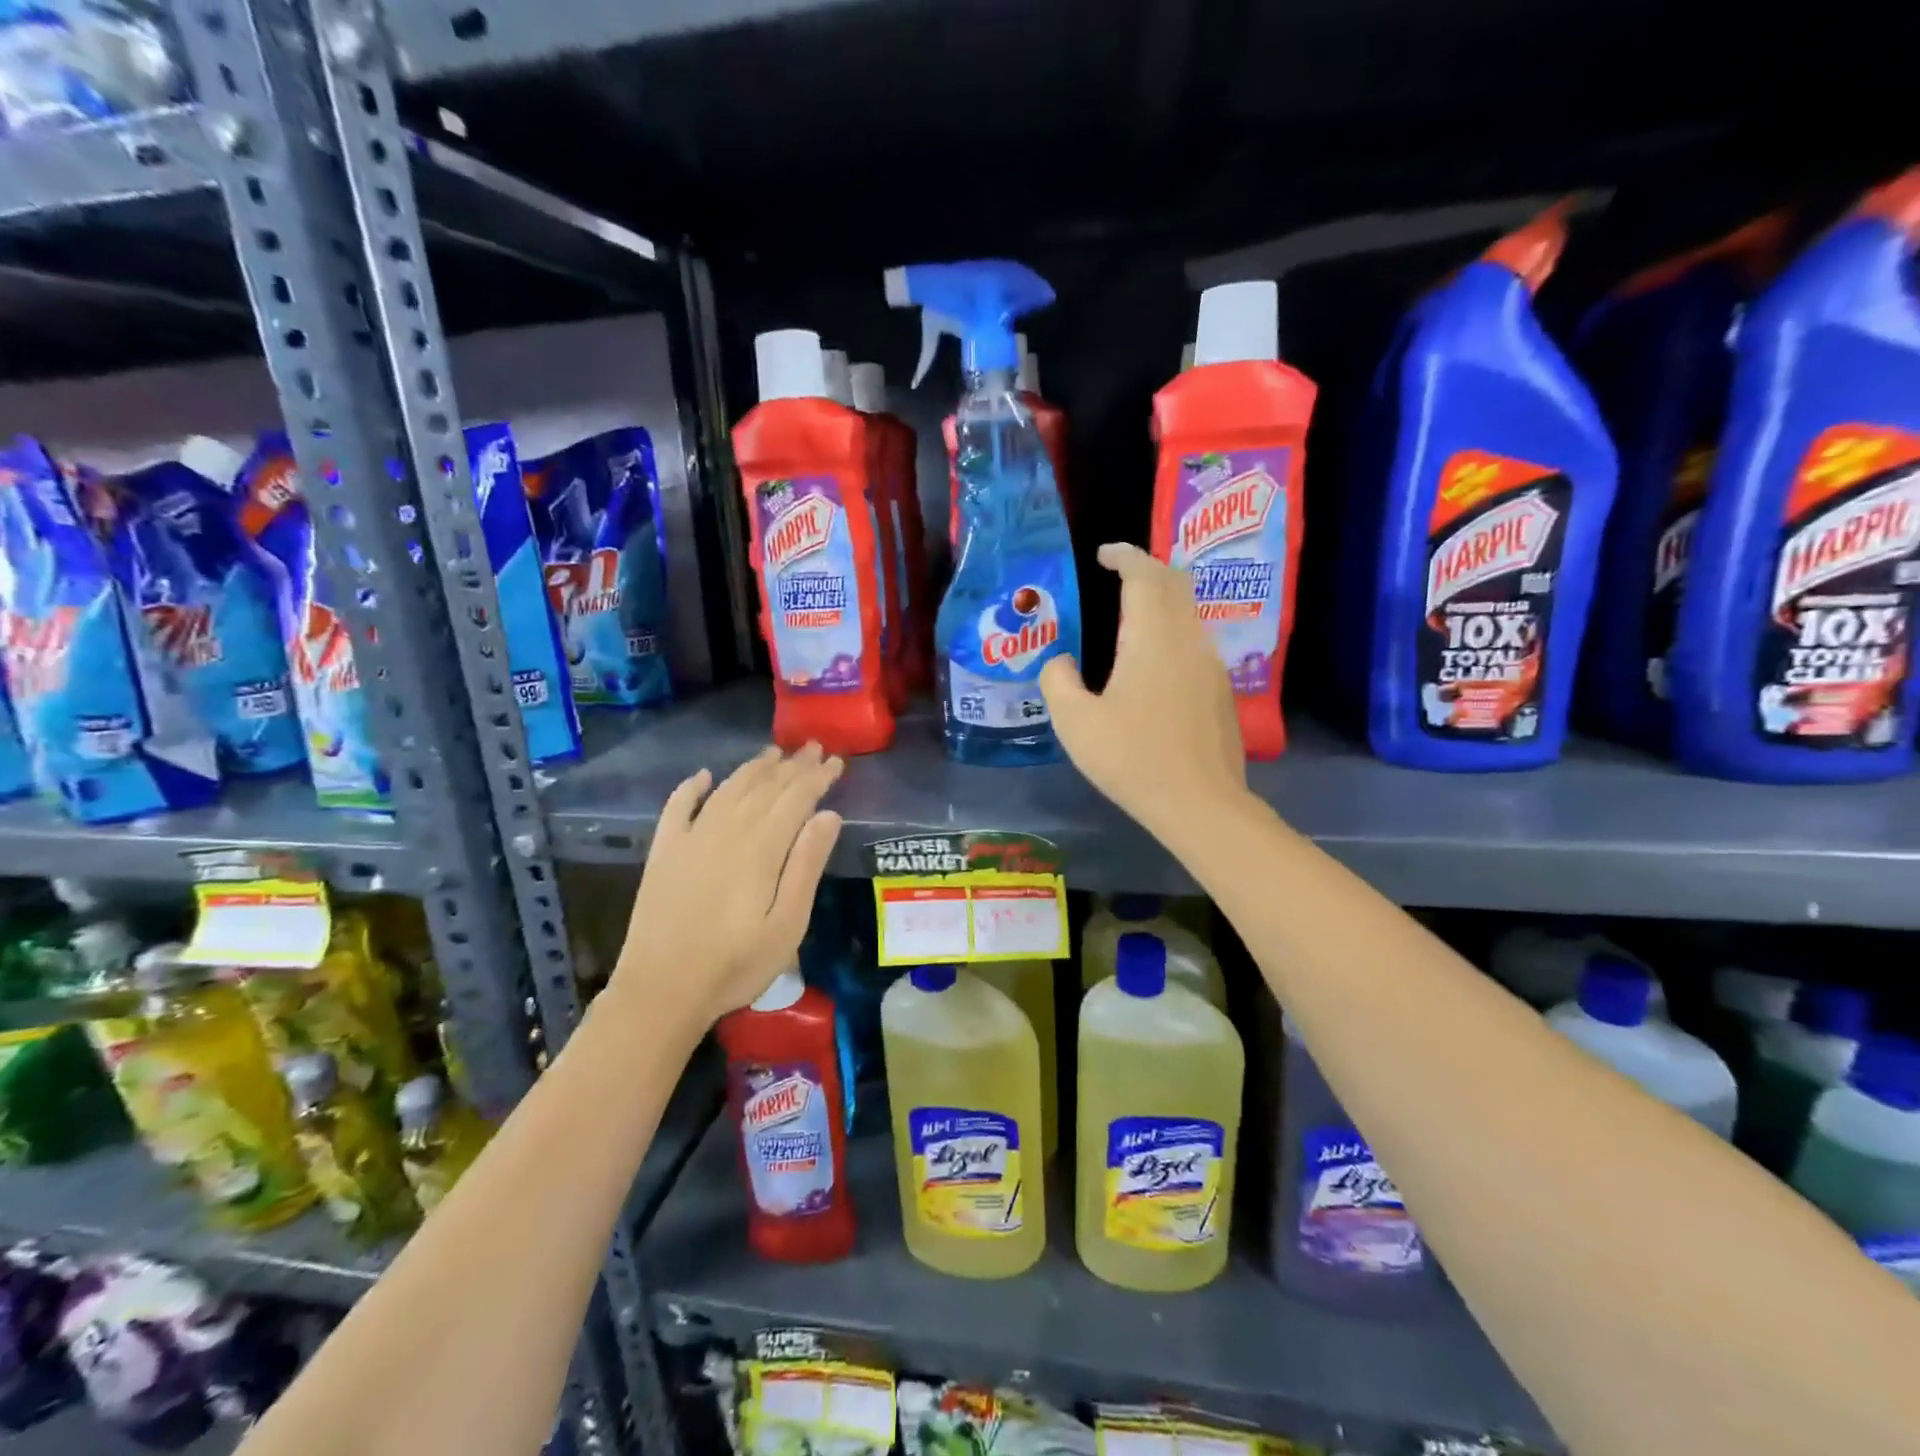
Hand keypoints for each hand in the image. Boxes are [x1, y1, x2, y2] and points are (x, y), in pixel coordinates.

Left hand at [612, 744, 844, 1032]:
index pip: (796, 798)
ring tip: (772, 753)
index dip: (817, 777)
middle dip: (791, 766)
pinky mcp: (663, 853)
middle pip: (764, 787)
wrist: (660, 992)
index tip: (835, 761)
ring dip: (752, 768)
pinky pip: (677, 807)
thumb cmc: (736, 965)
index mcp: (760, 848)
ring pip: (727, 789)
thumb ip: (807, 865)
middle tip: (812, 747)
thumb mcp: (788, 924)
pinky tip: (703, 776)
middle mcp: (725, 831)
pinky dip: (691, 787)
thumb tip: (828, 815)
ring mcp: (690, 839)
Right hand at [1041, 543, 1245, 837]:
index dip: (1124, 556)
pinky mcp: (1219, 689)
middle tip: (1118, 574)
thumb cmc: (1132, 758)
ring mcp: (1210, 664)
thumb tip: (1060, 662)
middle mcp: (1187, 638)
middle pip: (1175, 583)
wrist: (1199, 803)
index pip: (1144, 575)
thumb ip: (1058, 681)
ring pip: (1189, 611)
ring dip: (1162, 599)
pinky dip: (1172, 629)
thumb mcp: (1075, 723)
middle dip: (1147, 569)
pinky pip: (1194, 640)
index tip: (1104, 554)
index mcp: (1151, 637)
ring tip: (1130, 613)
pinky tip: (1152, 659)